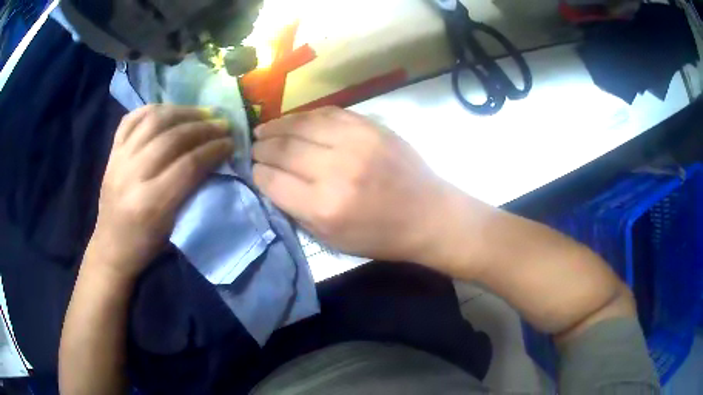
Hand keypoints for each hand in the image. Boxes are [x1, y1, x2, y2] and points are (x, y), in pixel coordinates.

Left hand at [90, 105, 233, 278]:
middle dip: (203, 128)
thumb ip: (191, 191)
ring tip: (201, 113)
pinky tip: (170, 111)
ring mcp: (119, 159)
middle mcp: (132, 175)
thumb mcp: (173, 227)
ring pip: (153, 121)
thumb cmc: (145, 245)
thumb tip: (213, 160)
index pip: (188, 165)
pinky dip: (153, 109)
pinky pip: (132, 119)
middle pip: (172, 138)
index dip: (213, 150)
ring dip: (182, 112)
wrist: (111, 247)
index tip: (231, 144)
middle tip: (222, 125)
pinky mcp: (112, 152)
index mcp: (151, 204)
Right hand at [252, 107, 460, 263]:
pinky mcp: (370, 127)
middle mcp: (336, 170)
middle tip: (254, 148)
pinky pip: (327, 113)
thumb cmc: (379, 236)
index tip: (253, 170)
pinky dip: (305, 116)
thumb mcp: (331, 240)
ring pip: (302, 125)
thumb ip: (296, 210)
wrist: (427, 214)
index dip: (257, 173)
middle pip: (283, 149)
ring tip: (264, 130)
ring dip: (277, 126)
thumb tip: (271, 182)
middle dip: (262, 147)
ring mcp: (355, 142)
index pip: (272, 180)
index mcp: (324, 207)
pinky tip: (294, 121)